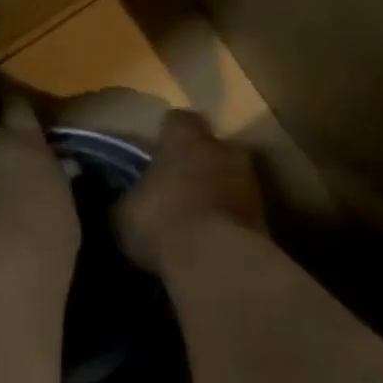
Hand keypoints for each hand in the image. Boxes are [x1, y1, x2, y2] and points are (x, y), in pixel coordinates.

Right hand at [115, 109, 266, 272]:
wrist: (217, 262)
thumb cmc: (161, 221)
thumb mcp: (121, 214)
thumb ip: (122, 199)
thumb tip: (115, 198)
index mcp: (185, 137)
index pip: (177, 120)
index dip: (166, 135)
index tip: (155, 153)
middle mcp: (222, 148)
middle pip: (209, 147)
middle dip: (196, 163)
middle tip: (176, 187)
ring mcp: (250, 181)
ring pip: (229, 177)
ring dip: (216, 192)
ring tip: (195, 219)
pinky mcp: (266, 215)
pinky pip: (240, 210)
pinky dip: (229, 220)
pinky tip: (212, 241)